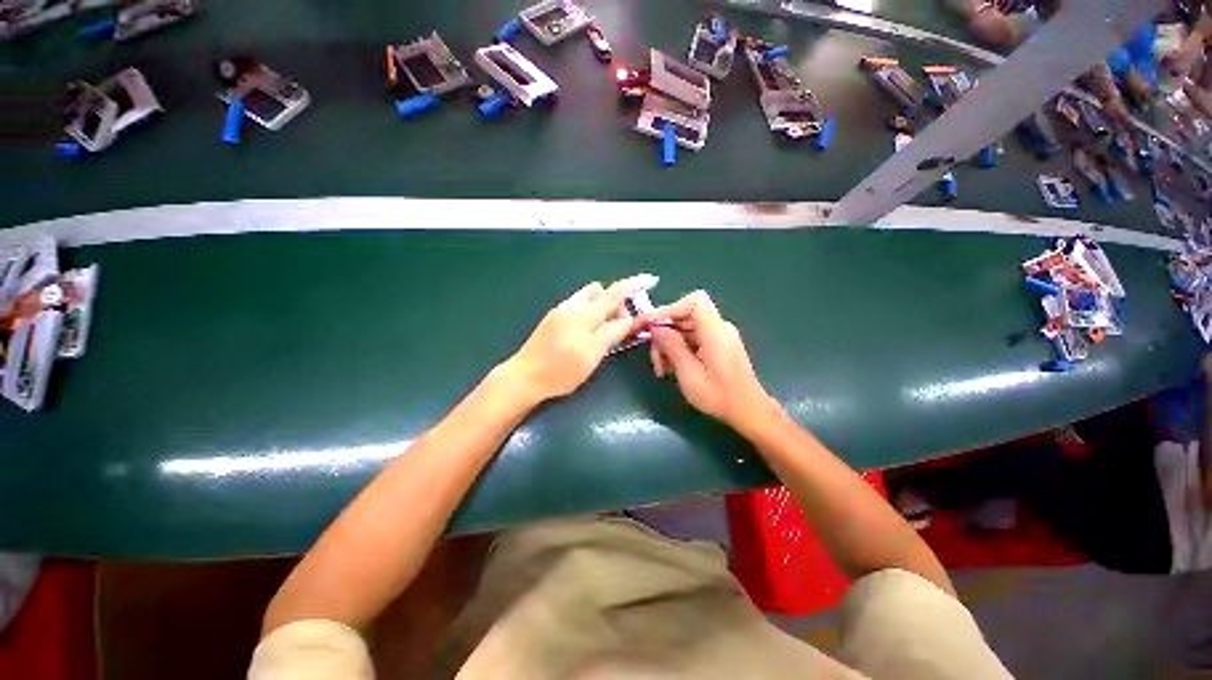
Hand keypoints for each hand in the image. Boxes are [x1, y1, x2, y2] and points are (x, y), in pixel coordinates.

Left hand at [504, 275, 653, 402]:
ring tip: (604, 332)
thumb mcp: (592, 354)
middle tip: (621, 328)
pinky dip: (590, 314)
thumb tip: (628, 319)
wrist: (524, 377)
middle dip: (616, 303)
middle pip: (601, 292)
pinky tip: (588, 334)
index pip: (615, 292)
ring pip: (589, 298)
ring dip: (602, 308)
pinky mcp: (553, 319)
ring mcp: (560, 311)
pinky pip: (579, 307)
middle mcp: (572, 306)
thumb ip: (612, 333)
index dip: (635, 284)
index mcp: (584, 313)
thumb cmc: (560, 370)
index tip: (652, 279)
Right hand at [638, 291, 776, 432]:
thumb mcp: (689, 373)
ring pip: (686, 329)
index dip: (669, 309)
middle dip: (665, 333)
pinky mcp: (717, 346)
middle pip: (685, 316)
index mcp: (715, 330)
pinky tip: (672, 368)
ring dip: (670, 345)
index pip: (693, 301)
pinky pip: (693, 339)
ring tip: (662, 369)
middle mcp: (719, 328)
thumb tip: (655, 327)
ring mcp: (719, 337)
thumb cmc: (719, 396)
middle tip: (654, 356)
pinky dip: (679, 350)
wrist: (749, 412)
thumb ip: (672, 346)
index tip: (651, 325)